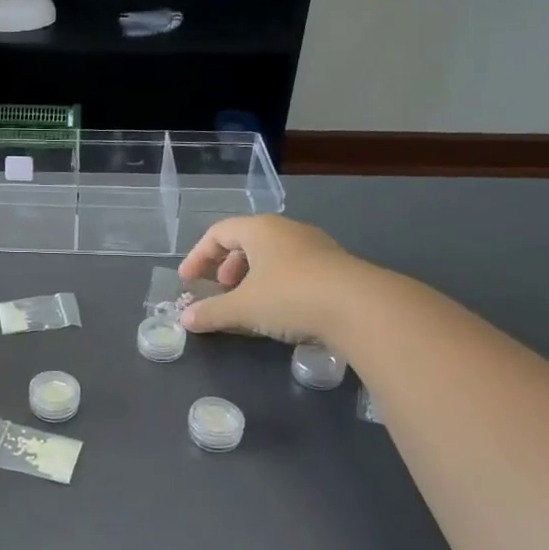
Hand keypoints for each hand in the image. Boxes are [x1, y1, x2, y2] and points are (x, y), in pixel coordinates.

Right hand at [177, 215, 365, 344]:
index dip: (198, 256)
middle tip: (219, 290)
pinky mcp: (336, 270)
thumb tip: (186, 319)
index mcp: (260, 230)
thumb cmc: (291, 296)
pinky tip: (277, 314)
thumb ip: (211, 312)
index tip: (188, 281)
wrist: (362, 308)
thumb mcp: (243, 308)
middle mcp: (287, 231)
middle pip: (246, 242)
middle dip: (226, 267)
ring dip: (252, 279)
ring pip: (273, 258)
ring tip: (246, 305)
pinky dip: (276, 287)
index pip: (219, 233)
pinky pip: (294, 272)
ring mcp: (316, 248)